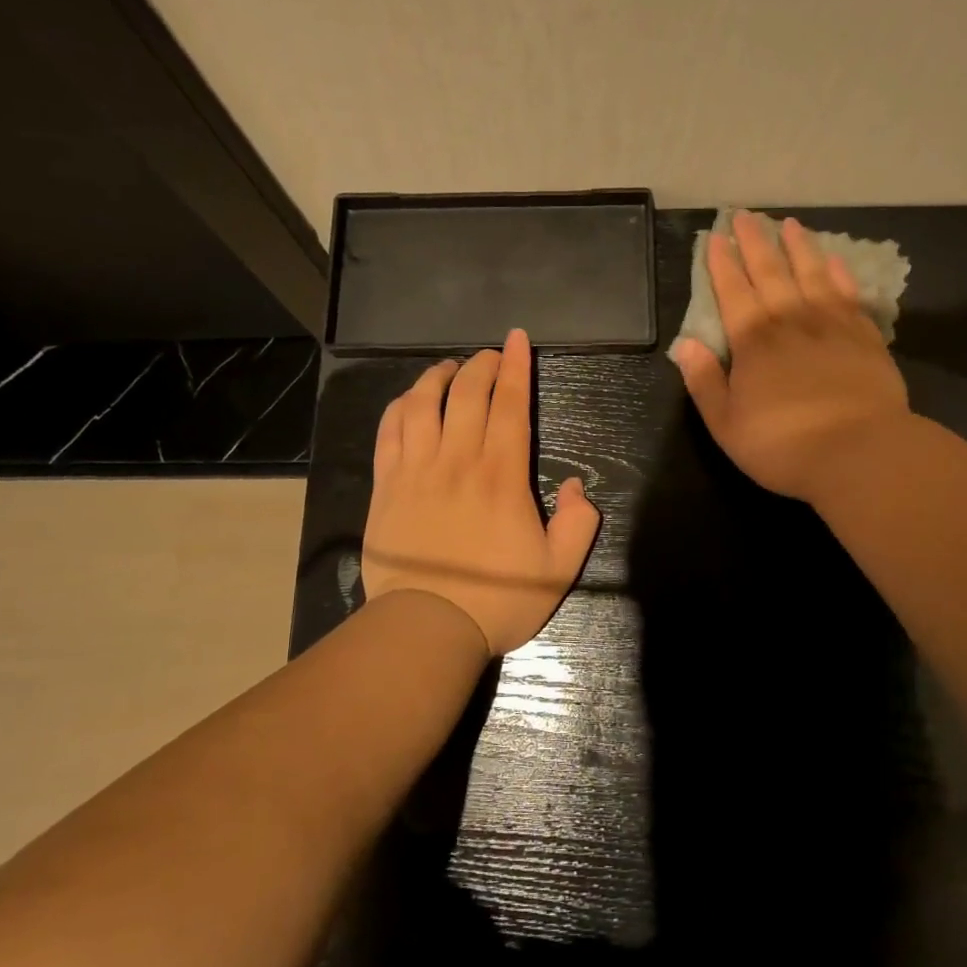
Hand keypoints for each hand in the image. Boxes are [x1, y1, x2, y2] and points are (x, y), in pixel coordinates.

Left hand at [361, 328, 601, 656]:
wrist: (427, 627)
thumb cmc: (497, 599)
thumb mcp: (559, 569)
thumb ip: (580, 523)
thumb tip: (578, 486)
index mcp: (501, 474)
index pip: (510, 404)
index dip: (515, 367)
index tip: (517, 339)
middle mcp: (457, 459)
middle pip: (467, 394)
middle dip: (482, 365)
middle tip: (491, 355)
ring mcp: (416, 470)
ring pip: (423, 403)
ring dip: (438, 377)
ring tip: (450, 369)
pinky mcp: (386, 486)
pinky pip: (389, 432)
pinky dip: (400, 407)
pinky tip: (409, 401)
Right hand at [673, 213, 910, 506]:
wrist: (860, 453)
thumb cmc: (783, 445)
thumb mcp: (726, 424)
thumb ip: (704, 382)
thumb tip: (686, 344)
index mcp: (753, 342)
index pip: (733, 292)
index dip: (722, 264)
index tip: (717, 237)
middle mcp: (790, 322)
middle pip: (770, 272)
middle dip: (755, 242)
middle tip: (746, 215)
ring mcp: (831, 326)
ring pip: (811, 274)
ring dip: (798, 247)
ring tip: (790, 224)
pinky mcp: (865, 337)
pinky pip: (849, 294)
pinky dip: (839, 274)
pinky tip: (835, 260)